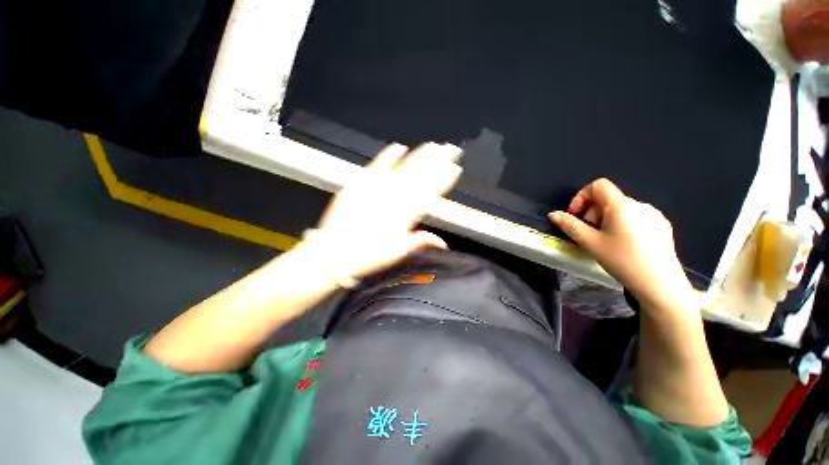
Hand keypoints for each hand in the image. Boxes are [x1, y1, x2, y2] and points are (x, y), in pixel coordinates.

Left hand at [309, 142, 461, 278]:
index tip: (454, 169)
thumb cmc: (367, 256)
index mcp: (405, 215)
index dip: (443, 180)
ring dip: (419, 156)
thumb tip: (442, 241)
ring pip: (403, 169)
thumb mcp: (397, 253)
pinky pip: (376, 166)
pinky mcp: (359, 185)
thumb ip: (420, 241)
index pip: (429, 193)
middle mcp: (394, 199)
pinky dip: (387, 156)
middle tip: (450, 149)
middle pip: (420, 177)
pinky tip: (398, 147)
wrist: (333, 255)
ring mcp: (377, 190)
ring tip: (433, 146)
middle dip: (437, 162)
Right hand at [548, 178, 693, 314]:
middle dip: (592, 212)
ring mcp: (654, 215)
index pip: (598, 185)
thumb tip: (553, 214)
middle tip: (588, 233)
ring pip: (621, 209)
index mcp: (621, 206)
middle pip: (608, 199)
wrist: (660, 284)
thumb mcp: (590, 243)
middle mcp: (640, 205)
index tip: (576, 216)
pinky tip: (624, 245)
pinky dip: (623, 225)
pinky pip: (636, 217)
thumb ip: (570, 226)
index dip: (581, 197)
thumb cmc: (622, 260)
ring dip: (606, 219)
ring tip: (606, 241)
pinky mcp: (662, 226)